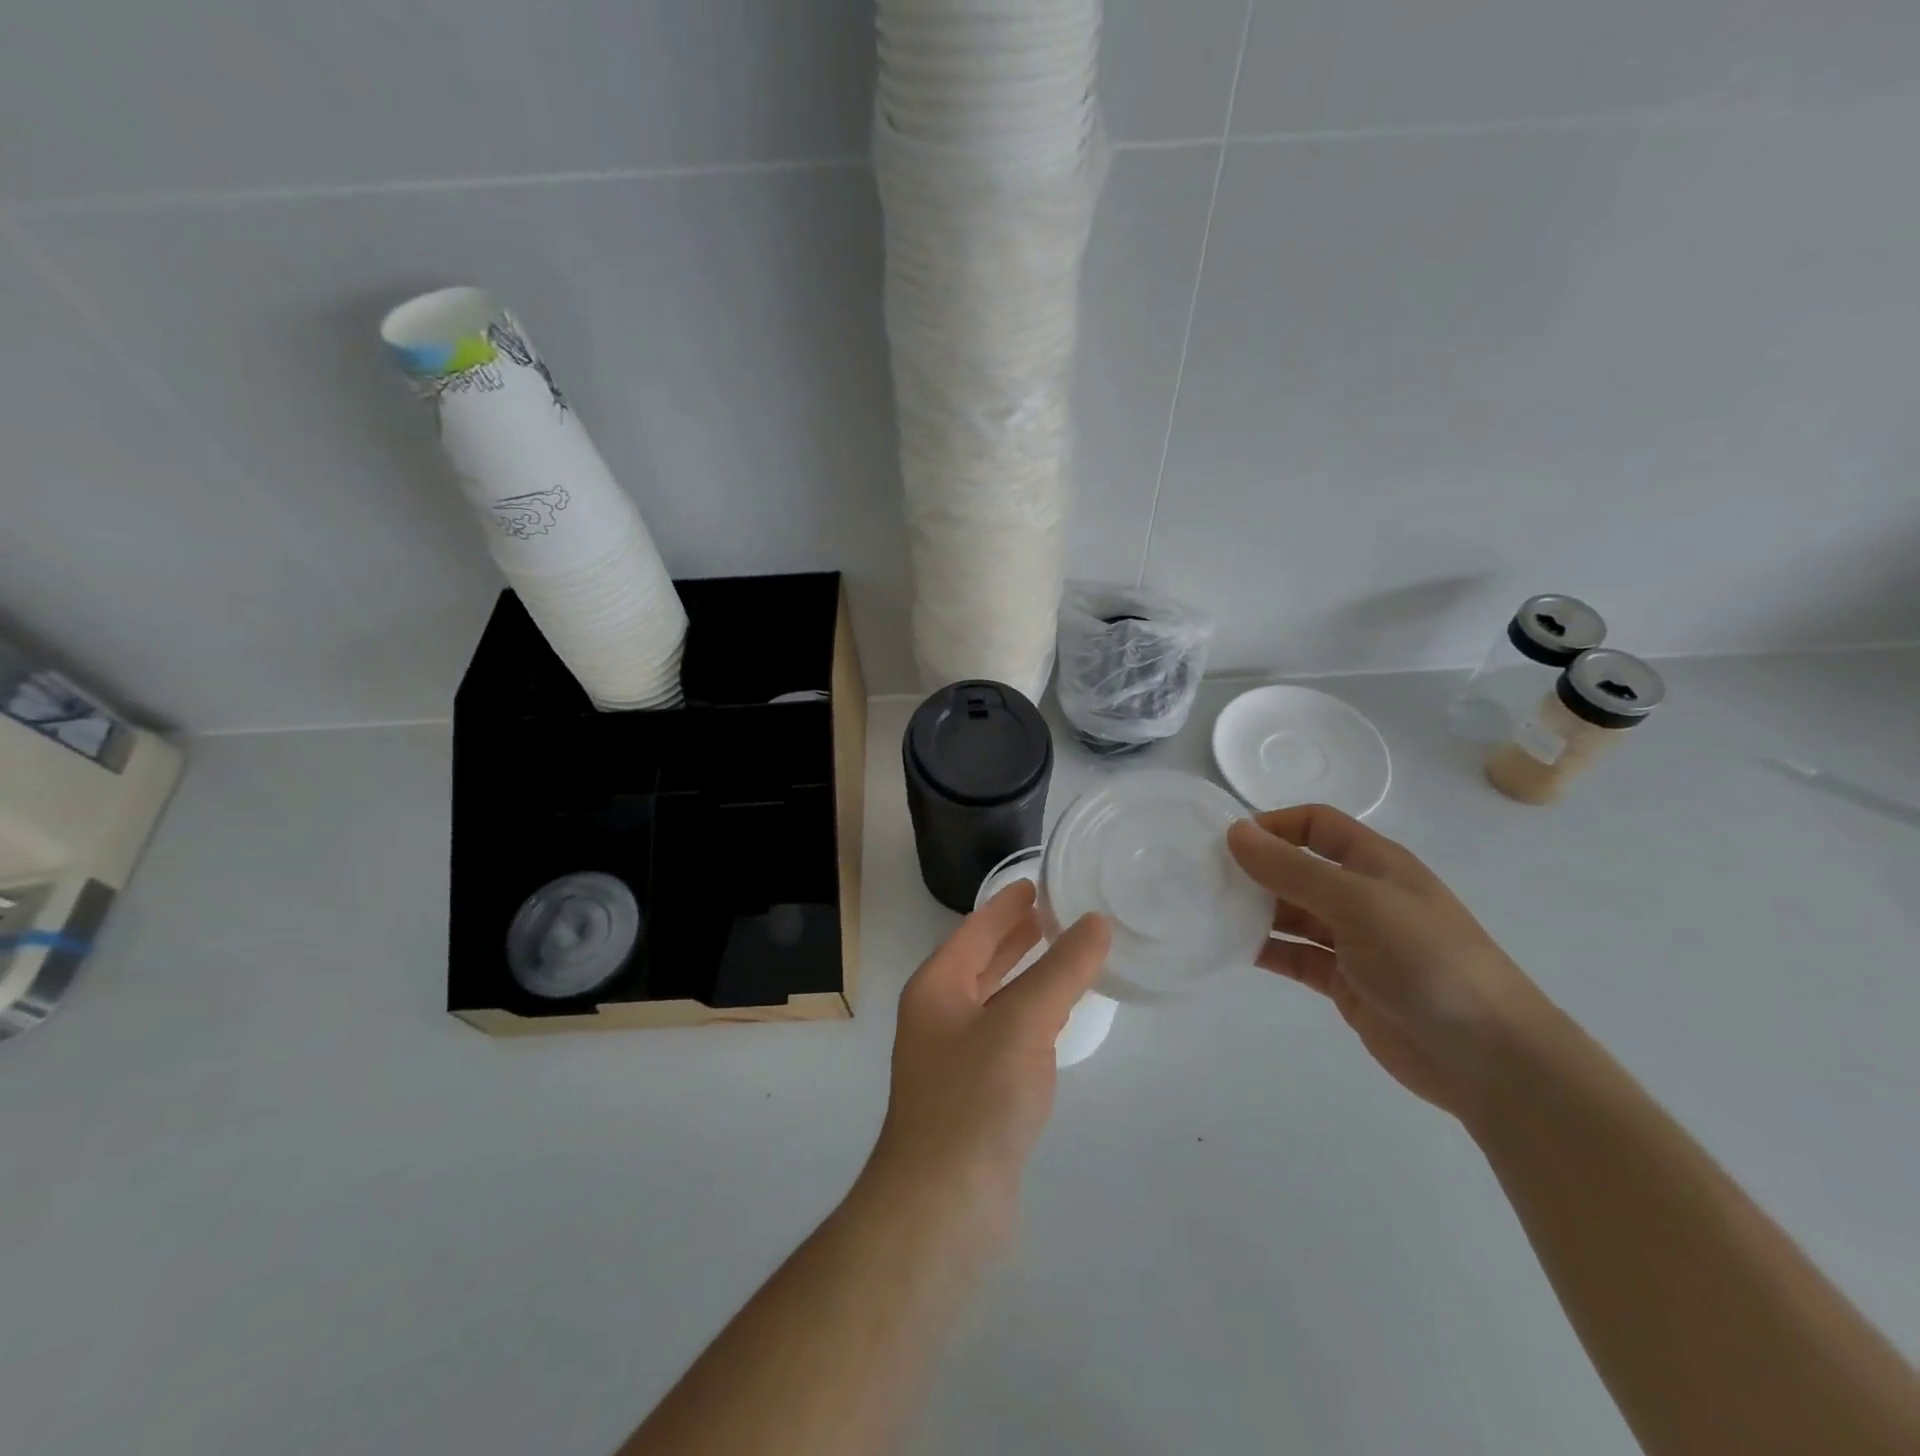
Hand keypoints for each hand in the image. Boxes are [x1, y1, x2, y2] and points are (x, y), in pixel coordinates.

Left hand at [867, 881, 1110, 1234]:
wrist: (944, 1205)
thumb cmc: (976, 1099)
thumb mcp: (1023, 1023)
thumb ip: (1061, 970)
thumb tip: (1096, 922)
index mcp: (936, 988)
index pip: (974, 930)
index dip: (1005, 906)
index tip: (1035, 883)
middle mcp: (938, 1016)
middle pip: (979, 961)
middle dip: (1013, 936)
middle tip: (1054, 911)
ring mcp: (953, 1058)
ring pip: (994, 999)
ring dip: (1022, 974)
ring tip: (1060, 953)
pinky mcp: (973, 1095)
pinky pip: (1005, 1036)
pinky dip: (1029, 1015)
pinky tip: (1053, 1020)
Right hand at [1227, 805, 1550, 1120]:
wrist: (1490, 1059)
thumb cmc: (1429, 962)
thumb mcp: (1359, 904)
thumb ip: (1294, 870)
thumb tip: (1235, 832)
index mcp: (1375, 863)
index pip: (1315, 824)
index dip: (1274, 825)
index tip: (1228, 843)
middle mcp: (1361, 895)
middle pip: (1297, 868)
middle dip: (1255, 869)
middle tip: (1202, 878)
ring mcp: (1352, 940)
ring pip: (1290, 913)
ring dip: (1254, 910)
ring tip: (1207, 912)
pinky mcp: (1343, 981)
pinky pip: (1294, 955)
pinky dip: (1264, 949)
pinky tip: (1230, 950)